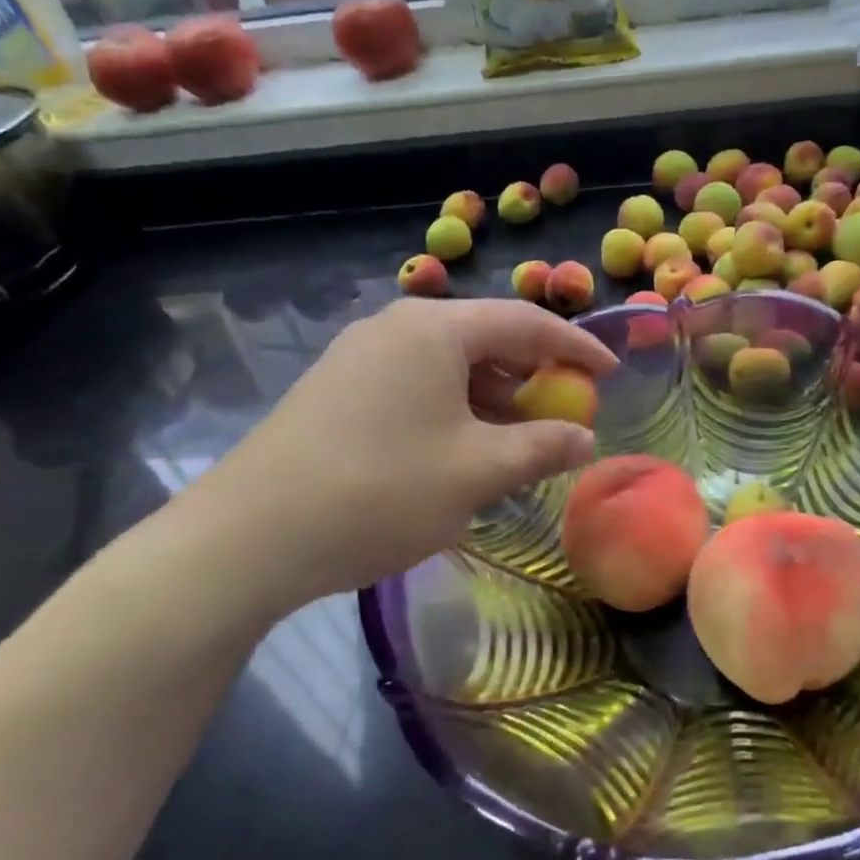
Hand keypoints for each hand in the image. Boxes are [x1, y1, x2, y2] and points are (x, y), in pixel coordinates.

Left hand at [166, 298, 616, 619]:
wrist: (249, 538)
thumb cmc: (380, 491)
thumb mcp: (477, 472)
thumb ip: (541, 448)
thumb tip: (585, 440)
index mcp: (435, 329)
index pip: (525, 322)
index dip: (575, 348)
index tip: (610, 374)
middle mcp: (396, 327)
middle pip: (486, 339)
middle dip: (533, 377)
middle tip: (566, 415)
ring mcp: (360, 356)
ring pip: (449, 366)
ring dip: (494, 399)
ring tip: (520, 442)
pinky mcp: (338, 390)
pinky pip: (416, 386)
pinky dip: (455, 410)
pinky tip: (463, 452)